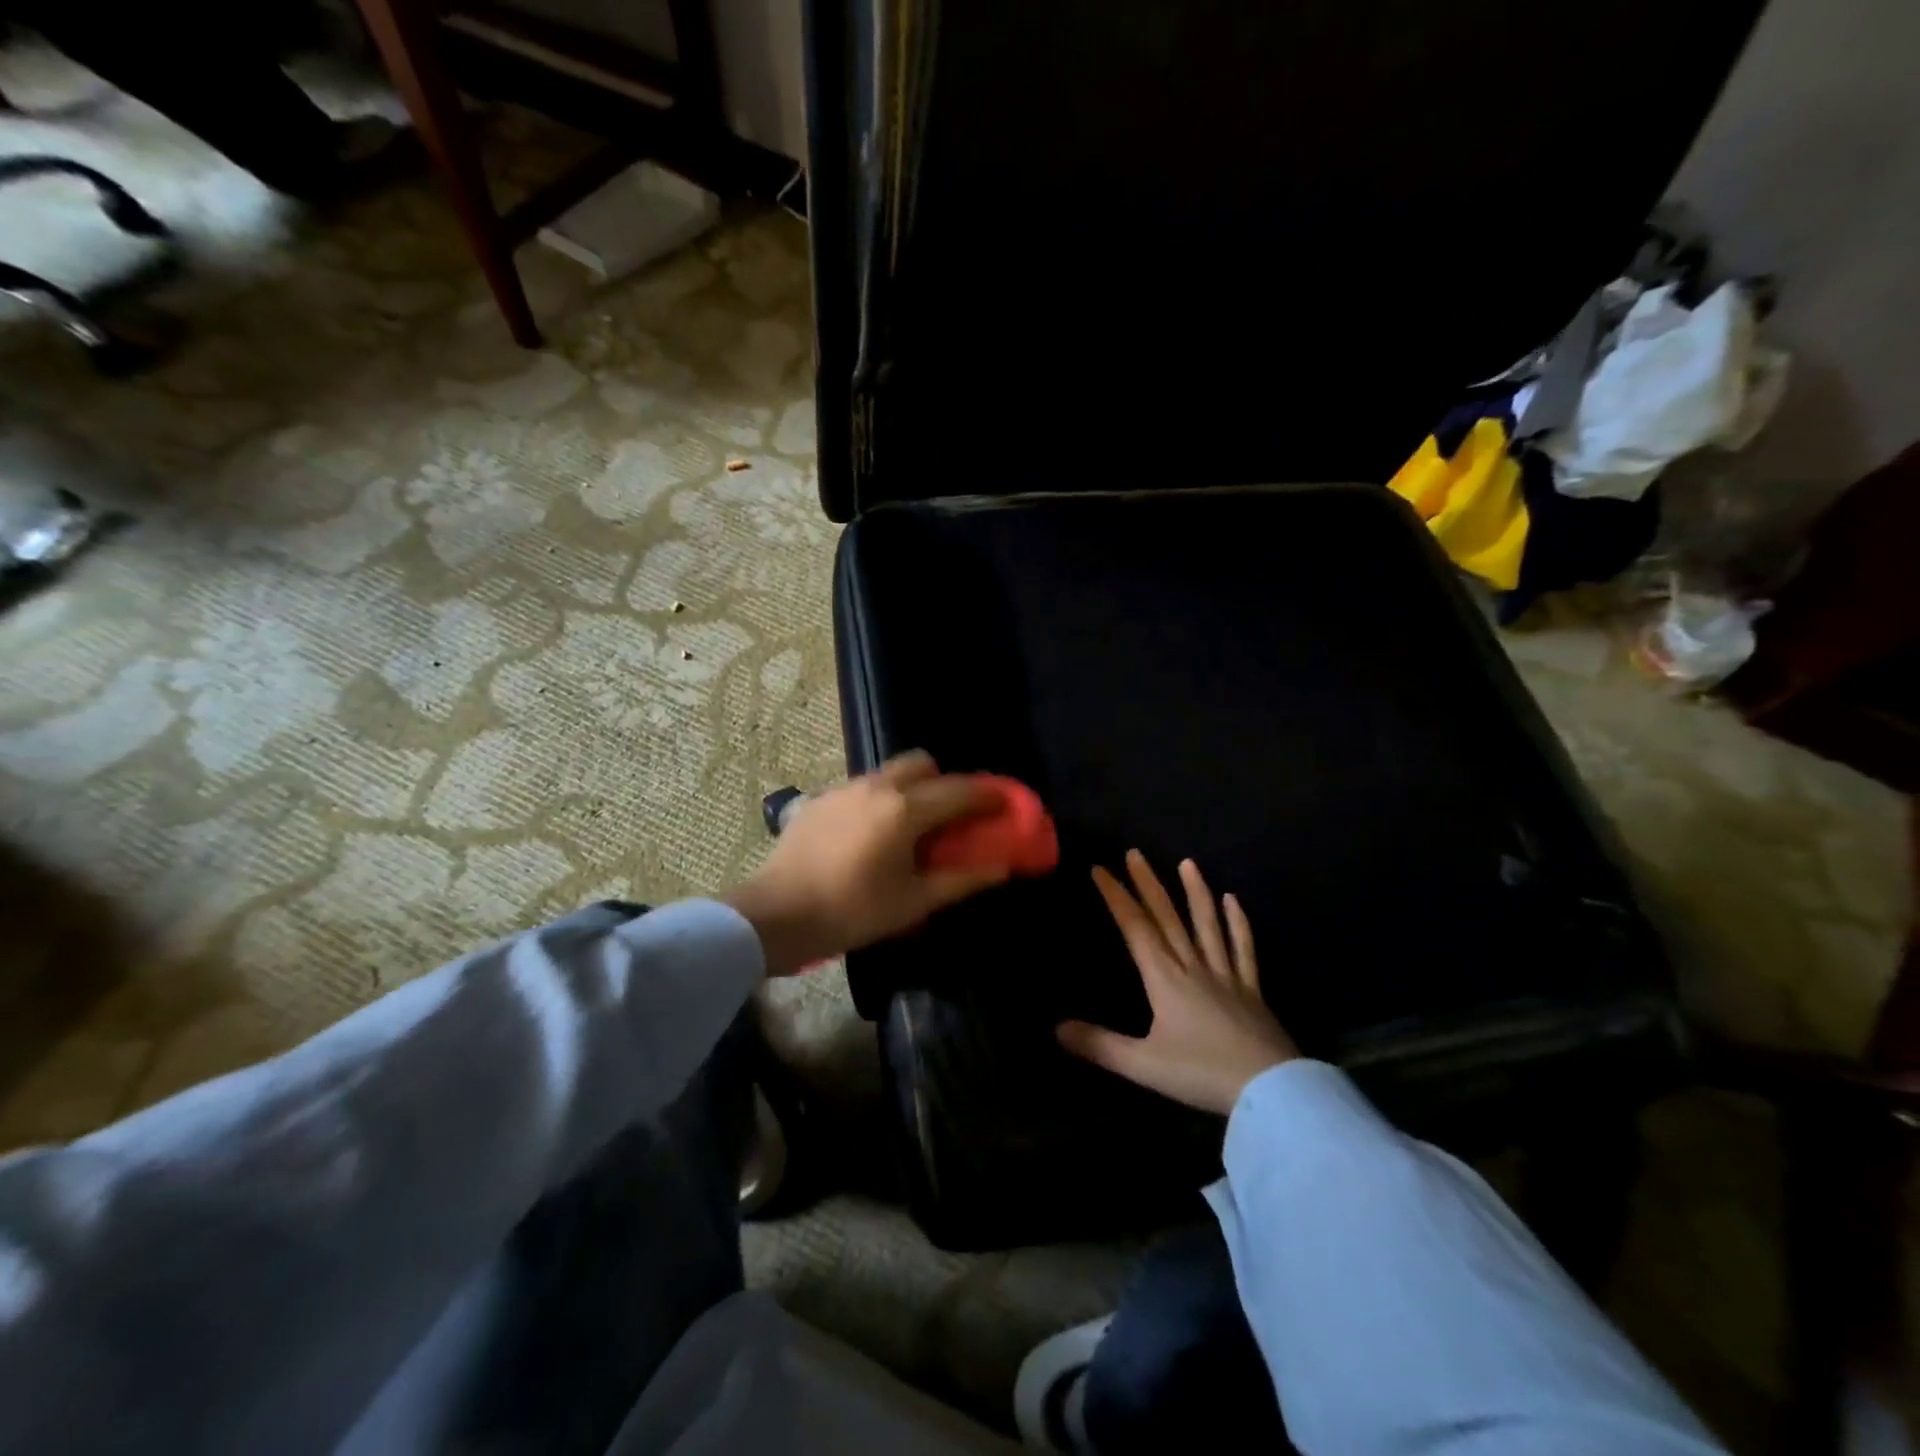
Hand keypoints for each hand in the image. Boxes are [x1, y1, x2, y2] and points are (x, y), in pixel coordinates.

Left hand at [723, 751, 1010, 974]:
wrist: (775, 915)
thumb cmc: (851, 912)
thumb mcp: (913, 902)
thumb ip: (961, 879)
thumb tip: (1001, 867)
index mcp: (904, 809)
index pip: (959, 790)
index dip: (988, 795)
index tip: (1005, 804)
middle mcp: (877, 786)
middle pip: (923, 763)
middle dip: (945, 782)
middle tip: (951, 817)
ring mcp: (845, 788)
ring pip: (890, 772)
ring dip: (912, 788)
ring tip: (910, 828)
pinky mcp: (821, 799)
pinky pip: (863, 787)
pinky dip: (881, 799)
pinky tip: (871, 835)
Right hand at [1057, 851, 1297, 1115]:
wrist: (1269, 1090)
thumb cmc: (1201, 1073)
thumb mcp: (1142, 1065)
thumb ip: (1099, 1045)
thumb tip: (1056, 1029)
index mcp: (1164, 979)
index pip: (1135, 928)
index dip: (1116, 898)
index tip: (1100, 870)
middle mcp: (1192, 966)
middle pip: (1167, 918)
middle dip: (1148, 884)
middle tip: (1135, 853)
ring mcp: (1225, 975)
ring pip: (1207, 925)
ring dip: (1196, 892)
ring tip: (1188, 863)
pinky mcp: (1251, 990)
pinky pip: (1243, 949)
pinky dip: (1238, 923)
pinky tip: (1234, 901)